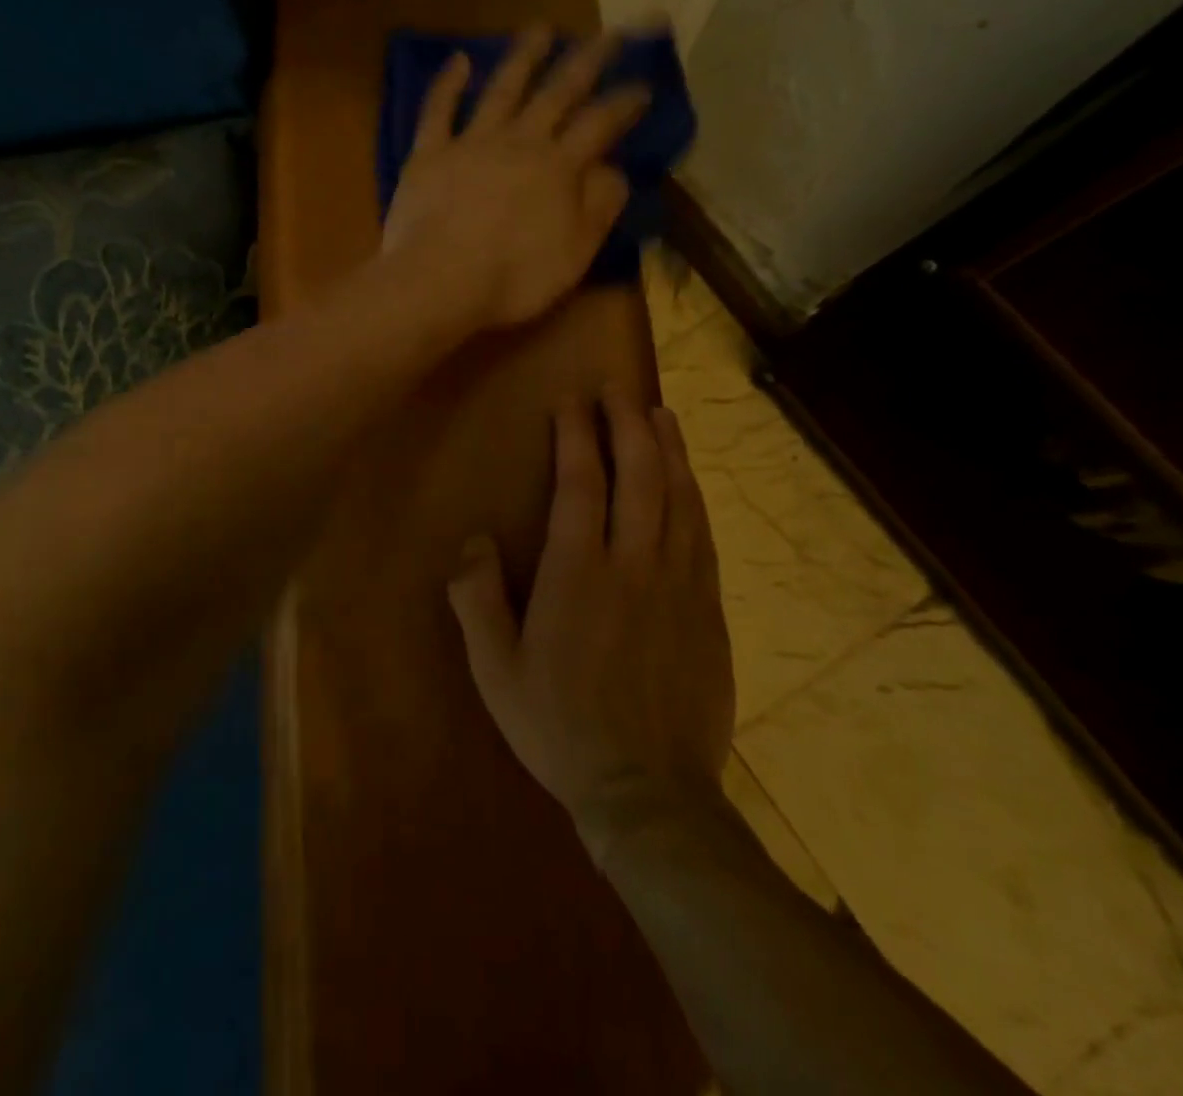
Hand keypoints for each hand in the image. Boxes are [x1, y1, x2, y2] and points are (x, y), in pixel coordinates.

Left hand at [381, 28, 650, 330]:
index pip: (601, 124)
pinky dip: (448, 84)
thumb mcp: (575, 253)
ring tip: (541, 28)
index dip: (625, 102)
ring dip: (523, 56)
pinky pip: (438, 111)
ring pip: (502, 89)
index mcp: (559, 167)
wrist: (438, 282)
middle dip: (587, 60)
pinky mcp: (428, 154)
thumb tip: (613, 170)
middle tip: (608, 33)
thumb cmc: (513, 279)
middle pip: (558, 92)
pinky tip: (459, 60)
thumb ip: (599, 207)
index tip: (643, 85)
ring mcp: (471, 143)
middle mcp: (519, 142)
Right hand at [447, 388, 733, 849]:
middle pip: (638, 476)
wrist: (648, 793)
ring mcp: (680, 586)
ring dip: (668, 450)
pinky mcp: (708, 610)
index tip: (571, 402)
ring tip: (659, 415)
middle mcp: (635, 565)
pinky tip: (688, 482)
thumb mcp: (495, 669)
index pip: (581, 483)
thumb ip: (477, 598)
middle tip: (616, 389)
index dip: (576, 435)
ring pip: (679, 499)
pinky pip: (703, 536)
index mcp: (579, 574)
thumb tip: (474, 539)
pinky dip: (694, 496)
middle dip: (626, 424)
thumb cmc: (558, 726)